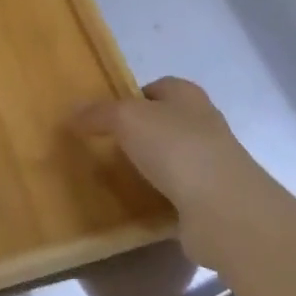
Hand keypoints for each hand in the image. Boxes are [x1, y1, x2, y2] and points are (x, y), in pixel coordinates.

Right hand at [75, 78, 262, 269]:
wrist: (223, 208)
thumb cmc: (175, 147)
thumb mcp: (127, 119)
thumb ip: (99, 113)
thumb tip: (73, 112)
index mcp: (188, 96)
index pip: (158, 87)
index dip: (132, 97)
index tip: (106, 115)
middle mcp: (204, 124)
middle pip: (165, 122)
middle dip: (140, 133)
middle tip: (106, 146)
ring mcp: (211, 164)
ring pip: (172, 158)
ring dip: (150, 166)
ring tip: (117, 177)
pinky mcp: (212, 200)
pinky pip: (178, 192)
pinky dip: (160, 197)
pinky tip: (138, 204)